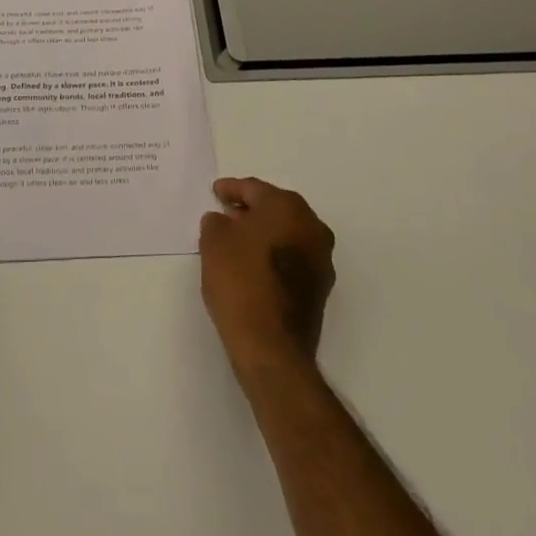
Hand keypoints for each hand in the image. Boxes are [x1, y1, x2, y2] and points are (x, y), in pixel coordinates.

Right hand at [200, 177, 335, 377]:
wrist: (271, 347)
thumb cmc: (240, 282)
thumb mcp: (214, 242)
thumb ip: (216, 221)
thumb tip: (224, 221)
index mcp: (288, 207)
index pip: (254, 189)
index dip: (231, 189)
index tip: (216, 191)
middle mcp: (312, 226)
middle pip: (275, 208)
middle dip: (250, 209)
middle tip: (226, 213)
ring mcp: (321, 259)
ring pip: (287, 233)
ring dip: (264, 233)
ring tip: (237, 240)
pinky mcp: (320, 288)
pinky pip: (293, 257)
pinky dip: (274, 254)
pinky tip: (253, 265)